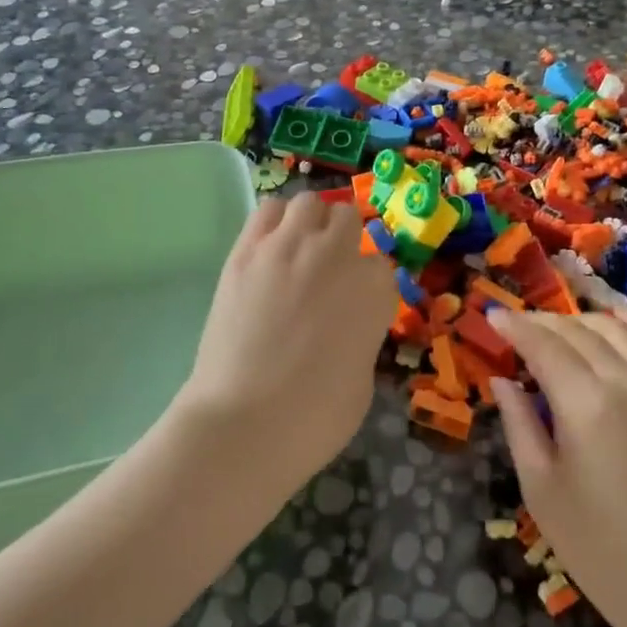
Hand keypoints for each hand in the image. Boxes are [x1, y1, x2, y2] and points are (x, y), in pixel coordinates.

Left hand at [177, 193, 397, 491]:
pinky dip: (274, 221)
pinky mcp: (247, 251)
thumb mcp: (363, 379)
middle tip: (329, 271)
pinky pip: (267, 210)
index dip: (369, 284)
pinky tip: (271, 246)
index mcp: (374, 289)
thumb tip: (347, 323)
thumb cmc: (315, 419)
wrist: (244, 423)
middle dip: (344, 241)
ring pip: (310, 203)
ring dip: (311, 222)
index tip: (357, 302)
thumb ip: (362, 334)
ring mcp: (288, 247)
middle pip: (348, 221)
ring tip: (299, 250)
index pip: (381, 265)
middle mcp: (336, 256)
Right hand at [490, 311, 626, 626]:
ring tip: (559, 334)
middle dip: (541, 323)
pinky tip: (616, 329)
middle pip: (576, 330)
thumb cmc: (597, 546)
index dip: (514, 326)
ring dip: (581, 322)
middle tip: (518, 329)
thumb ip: (519, 423)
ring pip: (616, 328)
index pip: (542, 344)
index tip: (492, 316)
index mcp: (585, 404)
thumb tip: (502, 379)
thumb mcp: (540, 488)